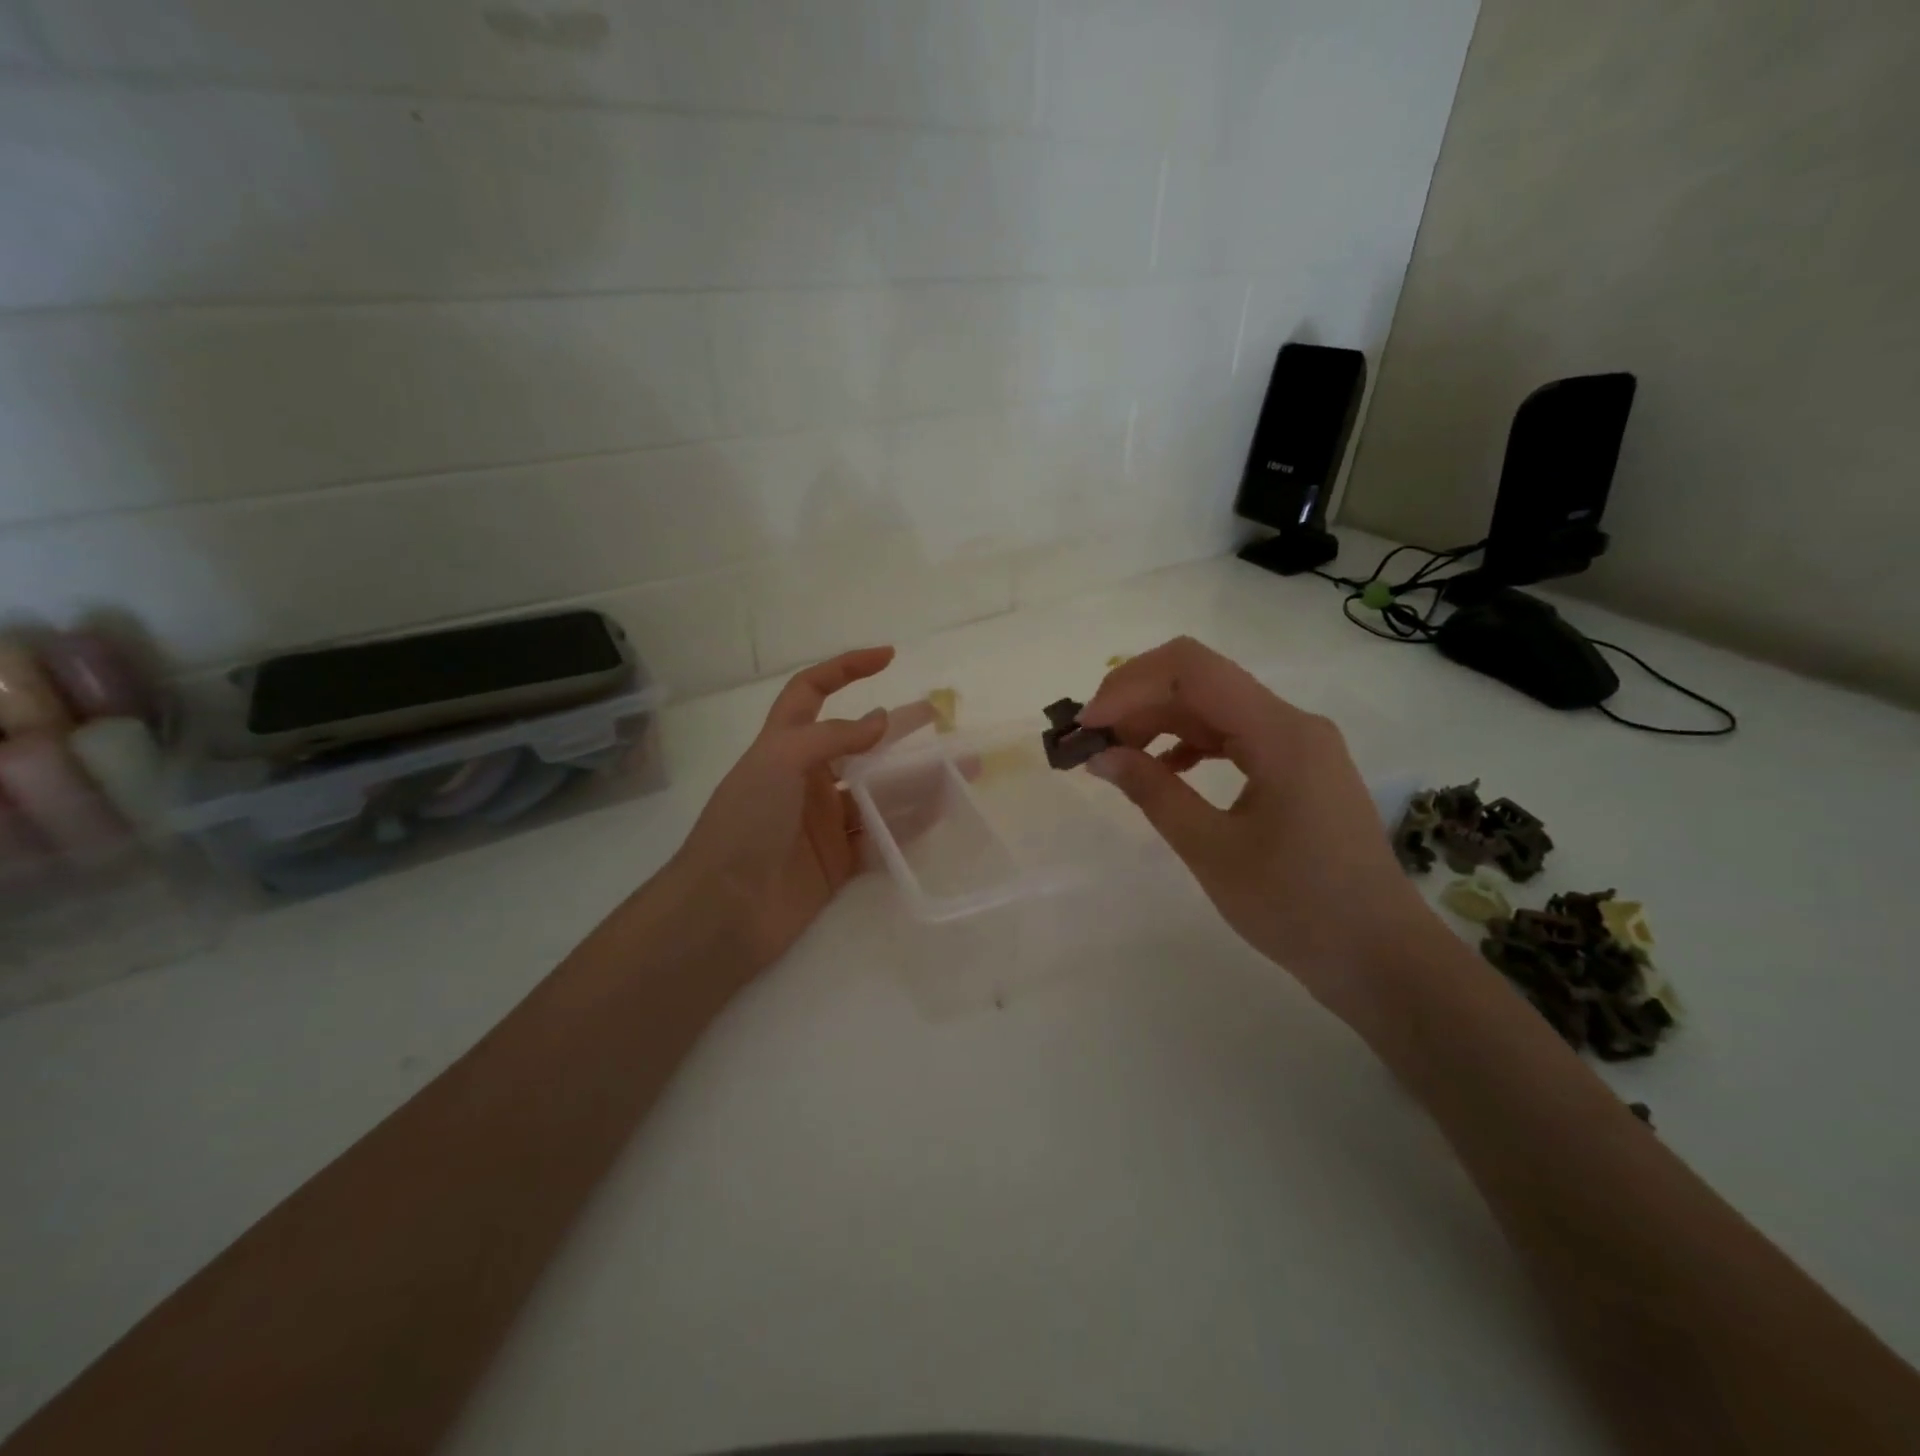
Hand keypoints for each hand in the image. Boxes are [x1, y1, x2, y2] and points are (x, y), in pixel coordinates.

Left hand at [665, 646, 927, 974]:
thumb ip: (833, 737)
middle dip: (899, 730)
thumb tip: (882, 720)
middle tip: (941, 720)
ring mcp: (823, 822)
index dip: (845, 668)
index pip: (812, 691)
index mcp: (784, 746)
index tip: (888, 657)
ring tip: (960, 772)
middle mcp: (806, 779)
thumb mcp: (780, 762)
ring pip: (878, 793)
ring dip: (917, 781)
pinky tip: (942, 813)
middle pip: (859, 746)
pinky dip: (910, 826)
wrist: (724, 910)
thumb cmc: (745, 823)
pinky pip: (881, 837)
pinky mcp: (837, 862)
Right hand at [1078, 636, 1435, 1009]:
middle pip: (1200, 683)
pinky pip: (1232, 738)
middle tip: (1090, 744)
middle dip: (1137, 704)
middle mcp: (1292, 723)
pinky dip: (1189, 746)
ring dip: (1159, 723)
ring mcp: (1298, 746)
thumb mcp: (1212, 850)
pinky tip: (1161, 771)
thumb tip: (1100, 755)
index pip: (1192, 669)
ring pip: (1213, 709)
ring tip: (1115, 756)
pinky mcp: (1297, 770)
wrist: (1380, 957)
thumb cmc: (1297, 907)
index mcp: (1279, 733)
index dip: (1129, 685)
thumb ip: (1153, 792)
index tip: (1087, 725)